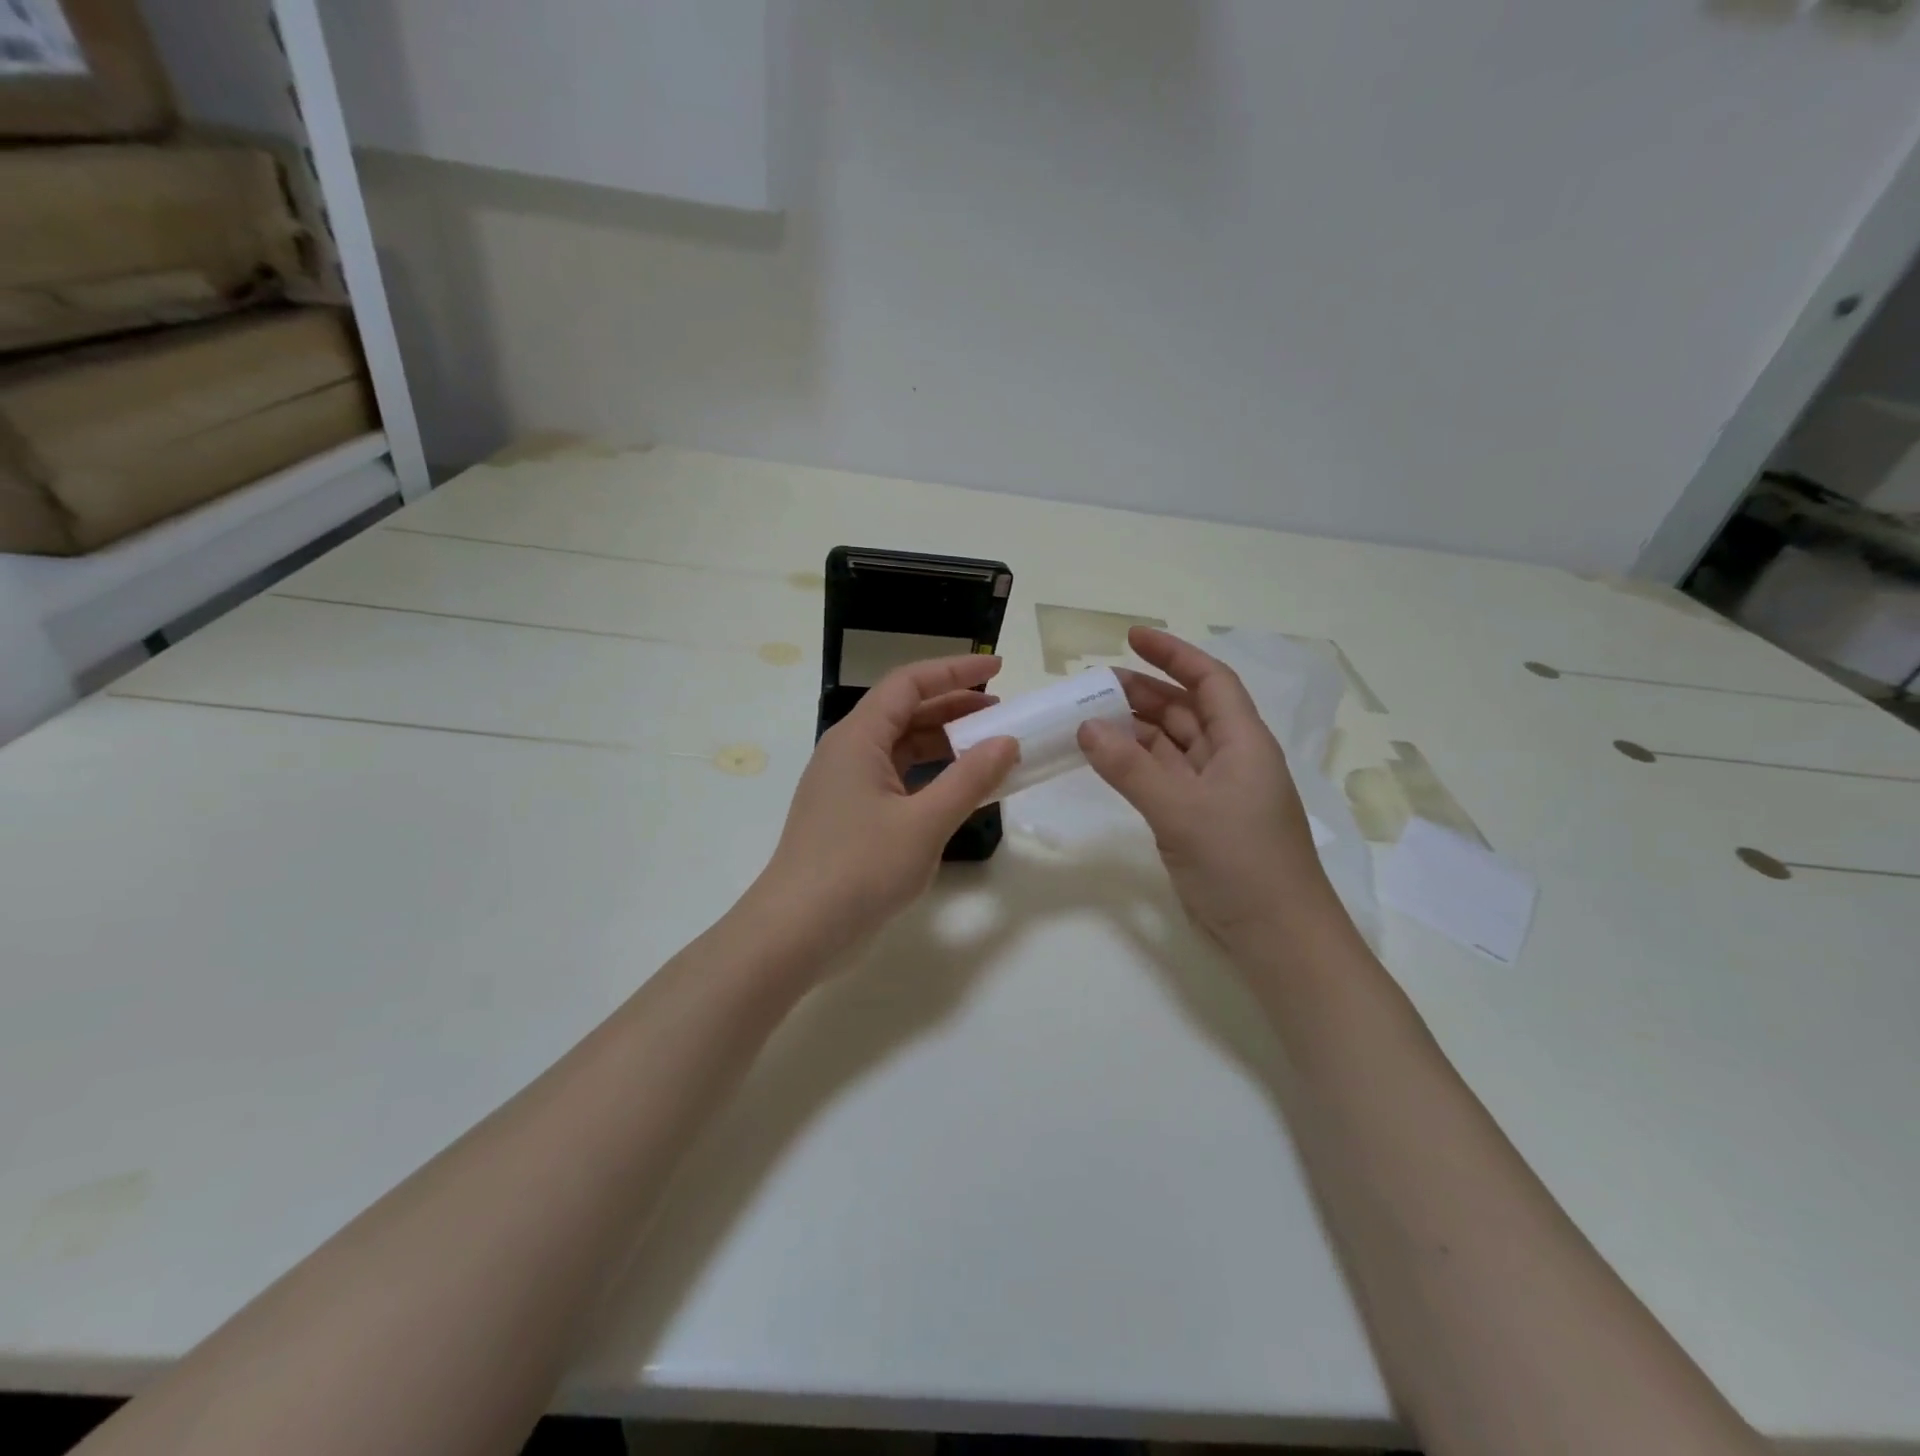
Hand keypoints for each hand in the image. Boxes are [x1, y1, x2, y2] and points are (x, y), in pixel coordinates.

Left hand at [752, 655, 1018, 962]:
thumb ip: (969, 780)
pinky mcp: (850, 816)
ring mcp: (846, 786)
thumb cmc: (859, 869)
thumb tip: (1008, 742)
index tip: (998, 668)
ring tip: (989, 748)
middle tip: (1002, 712)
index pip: (908, 683)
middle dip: (954, 706)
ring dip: (944, 743)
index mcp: (858, 738)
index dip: (955, 670)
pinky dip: (930, 776)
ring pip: (901, 748)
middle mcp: (848, 752)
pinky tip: (958, 790)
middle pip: (905, 712)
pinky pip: (896, 779)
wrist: (796, 932)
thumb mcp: (924, 823)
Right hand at [1077, 628, 1343, 954]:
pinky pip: (1163, 778)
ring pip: (1171, 745)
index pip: (1209, 680)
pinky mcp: (1200, 820)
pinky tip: (1106, 760)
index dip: (1173, 654)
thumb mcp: (1182, 810)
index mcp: (1243, 742)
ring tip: (1089, 718)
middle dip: (1144, 691)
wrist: (1277, 937)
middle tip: (1093, 686)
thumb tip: (1086, 727)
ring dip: (1135, 730)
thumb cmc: (1242, 863)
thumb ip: (1131, 768)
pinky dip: (1135, 766)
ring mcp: (1215, 791)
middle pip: (1186, 709)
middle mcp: (1231, 758)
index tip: (1130, 637)